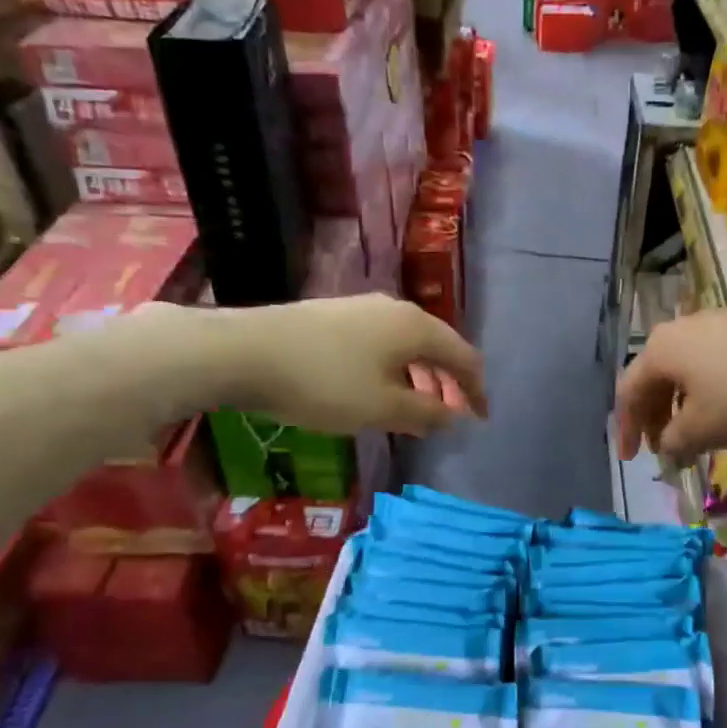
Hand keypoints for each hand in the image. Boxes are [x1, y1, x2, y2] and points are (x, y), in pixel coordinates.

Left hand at [206, 295, 486, 436]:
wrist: (245, 351)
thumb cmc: (325, 383)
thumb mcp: (383, 408)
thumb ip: (426, 414)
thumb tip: (454, 416)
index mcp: (416, 327)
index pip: (464, 357)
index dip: (476, 391)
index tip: (481, 419)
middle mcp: (395, 310)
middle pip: (437, 347)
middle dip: (449, 383)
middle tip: (450, 416)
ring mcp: (362, 309)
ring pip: (407, 345)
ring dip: (420, 378)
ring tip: (416, 408)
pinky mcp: (335, 316)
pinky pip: (382, 344)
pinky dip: (395, 369)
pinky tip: (377, 390)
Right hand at [616, 295, 726, 458]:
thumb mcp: (705, 428)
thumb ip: (675, 441)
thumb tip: (667, 445)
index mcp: (659, 351)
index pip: (628, 392)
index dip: (626, 429)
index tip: (631, 460)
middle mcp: (680, 329)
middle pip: (655, 378)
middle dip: (655, 417)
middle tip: (665, 449)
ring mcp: (716, 323)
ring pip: (685, 370)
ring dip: (683, 406)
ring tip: (698, 435)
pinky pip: (712, 363)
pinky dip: (708, 392)